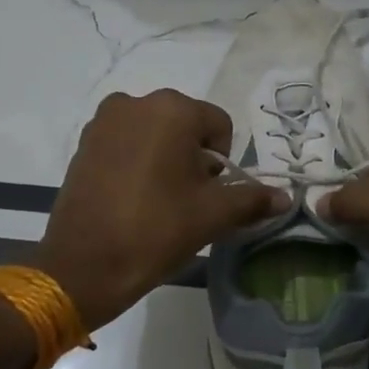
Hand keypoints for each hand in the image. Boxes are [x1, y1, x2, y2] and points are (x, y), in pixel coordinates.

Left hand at [34, 89, 288, 329]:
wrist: (83, 266)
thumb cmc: (156, 230)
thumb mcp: (212, 215)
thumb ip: (252, 199)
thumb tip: (285, 197)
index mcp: (172, 109)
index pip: (219, 125)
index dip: (223, 161)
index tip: (209, 194)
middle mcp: (136, 102)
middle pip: (185, 125)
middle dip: (193, 158)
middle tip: (186, 200)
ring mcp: (104, 121)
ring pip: (154, 134)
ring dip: (164, 158)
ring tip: (158, 201)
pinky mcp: (83, 143)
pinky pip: (125, 143)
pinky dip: (136, 162)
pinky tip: (132, 198)